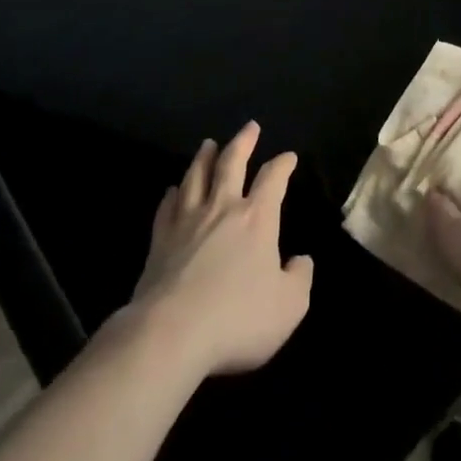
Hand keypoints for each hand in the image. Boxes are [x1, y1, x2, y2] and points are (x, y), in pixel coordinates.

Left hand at [129, 122, 313, 376]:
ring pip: (196, 177)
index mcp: (256, 218)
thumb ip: (300, 279)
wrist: (171, 334)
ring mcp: (187, 222)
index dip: (283, 165)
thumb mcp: (288, 306)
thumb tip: (300, 261)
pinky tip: (172, 191)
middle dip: (243, 142)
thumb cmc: (237, 318)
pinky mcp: (160, 241)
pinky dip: (172, 195)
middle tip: (249, 126)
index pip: (273, 179)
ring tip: (208, 144)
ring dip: (204, 158)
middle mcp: (222, 209)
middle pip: (231, 164)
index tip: (289, 156)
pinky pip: (167, 208)